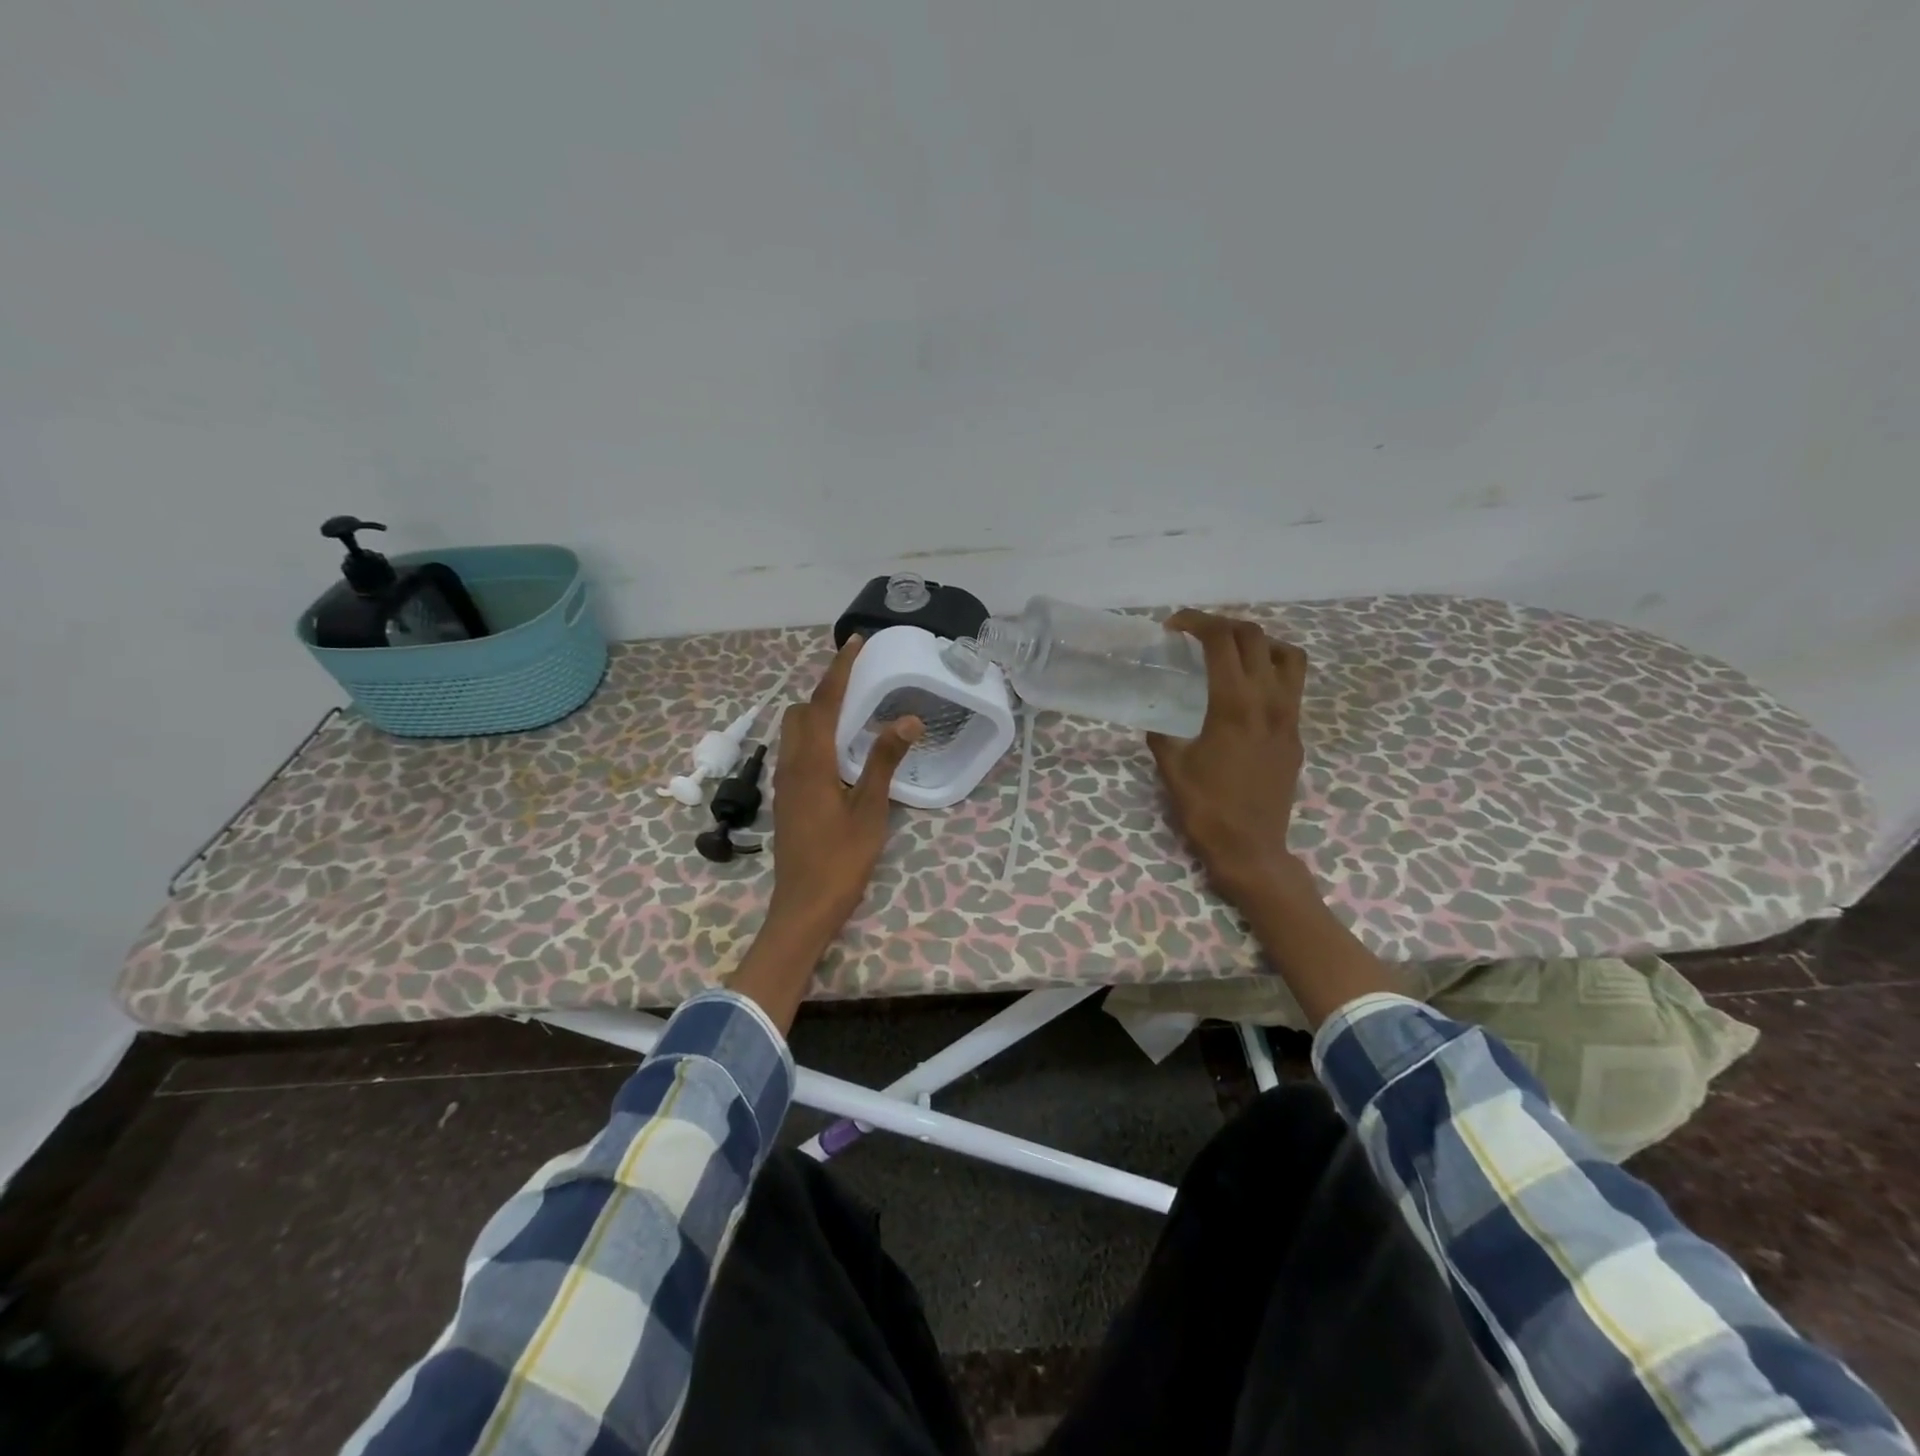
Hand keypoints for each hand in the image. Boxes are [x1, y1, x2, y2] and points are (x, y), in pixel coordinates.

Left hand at [767, 637, 923, 939]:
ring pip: (794, 731)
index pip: (825, 702)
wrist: (804, 906)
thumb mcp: (870, 810)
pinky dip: (815, 735)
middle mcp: (792, 764)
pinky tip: (841, 751)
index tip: (854, 642)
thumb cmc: (841, 859)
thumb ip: (885, 761)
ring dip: (818, 712)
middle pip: (801, 711)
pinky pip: (797, 751)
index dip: (840, 669)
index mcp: (812, 762)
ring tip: (853, 710)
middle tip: (859, 681)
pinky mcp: (787, 798)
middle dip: (826, 688)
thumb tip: (907, 719)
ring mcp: (785, 782)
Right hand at [1147, 611, 1309, 916]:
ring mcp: (1290, 717)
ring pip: (1287, 654)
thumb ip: (1162, 734)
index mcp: (1234, 705)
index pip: (1221, 641)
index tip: (1173, 627)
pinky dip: (1270, 669)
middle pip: (1254, 637)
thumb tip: (1157, 718)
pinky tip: (1246, 689)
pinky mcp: (1296, 734)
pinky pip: (1292, 684)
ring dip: (1257, 642)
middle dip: (1222, 624)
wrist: (1251, 848)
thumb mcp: (1171, 767)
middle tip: (1195, 634)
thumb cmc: (1206, 808)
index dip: (1196, 622)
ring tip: (1231, 653)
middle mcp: (1269, 702)